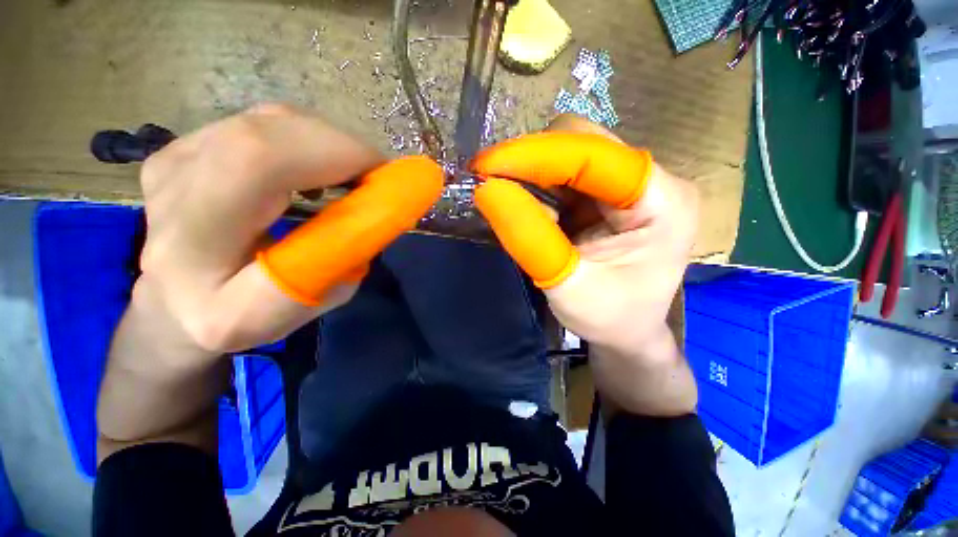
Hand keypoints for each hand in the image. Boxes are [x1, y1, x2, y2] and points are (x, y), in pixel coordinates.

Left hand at [136, 104, 442, 356]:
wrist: (179, 300)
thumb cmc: (245, 314)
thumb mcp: (304, 304)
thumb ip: (339, 260)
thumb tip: (379, 210)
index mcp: (194, 247)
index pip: (256, 163)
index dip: (334, 154)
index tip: (384, 179)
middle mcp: (171, 189)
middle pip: (267, 132)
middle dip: (342, 148)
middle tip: (376, 179)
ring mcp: (173, 158)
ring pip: (270, 122)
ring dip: (327, 144)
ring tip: (348, 178)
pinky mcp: (184, 146)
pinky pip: (262, 125)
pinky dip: (307, 141)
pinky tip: (316, 170)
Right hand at [473, 114, 698, 414]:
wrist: (627, 332)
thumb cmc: (609, 318)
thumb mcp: (567, 287)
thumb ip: (529, 238)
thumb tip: (487, 190)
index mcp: (663, 202)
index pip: (594, 154)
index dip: (537, 155)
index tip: (486, 167)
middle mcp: (652, 181)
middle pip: (580, 143)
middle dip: (531, 164)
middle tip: (493, 189)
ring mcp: (628, 185)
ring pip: (567, 156)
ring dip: (531, 176)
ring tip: (511, 207)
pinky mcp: (607, 195)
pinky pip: (563, 176)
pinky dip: (537, 188)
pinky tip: (528, 210)